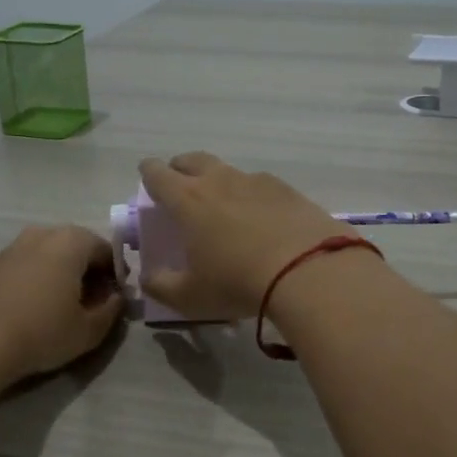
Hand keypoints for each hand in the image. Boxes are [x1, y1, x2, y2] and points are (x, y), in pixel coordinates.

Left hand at [0, 225, 122, 386]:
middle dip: (89, 272)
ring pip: (50, 256)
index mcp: (72, 241)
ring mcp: (13, 246)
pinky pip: (27, 266)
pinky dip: (38, 280)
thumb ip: (111, 310)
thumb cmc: (41, 332)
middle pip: (78, 249)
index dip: (116, 276)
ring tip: (61, 309)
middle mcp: (43, 233)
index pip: (108, 251)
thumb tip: (115, 298)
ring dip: (62, 276)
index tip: (115, 300)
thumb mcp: (89, 330)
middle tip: (91, 305)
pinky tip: (34, 309)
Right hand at [137, 153, 352, 319]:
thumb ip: (161, 286)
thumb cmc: (237, 282)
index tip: (148, 179)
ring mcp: (256, 181)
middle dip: (181, 168)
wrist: (308, 271)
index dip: (149, 174)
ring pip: (228, 170)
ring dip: (219, 181)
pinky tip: (262, 217)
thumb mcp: (190, 296)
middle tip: (181, 185)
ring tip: (224, 206)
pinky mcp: (287, 189)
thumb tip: (147, 278)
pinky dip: (252, 195)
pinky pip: (260, 184)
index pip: (157, 174)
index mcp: (187, 200)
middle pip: (192, 160)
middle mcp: (219, 180)